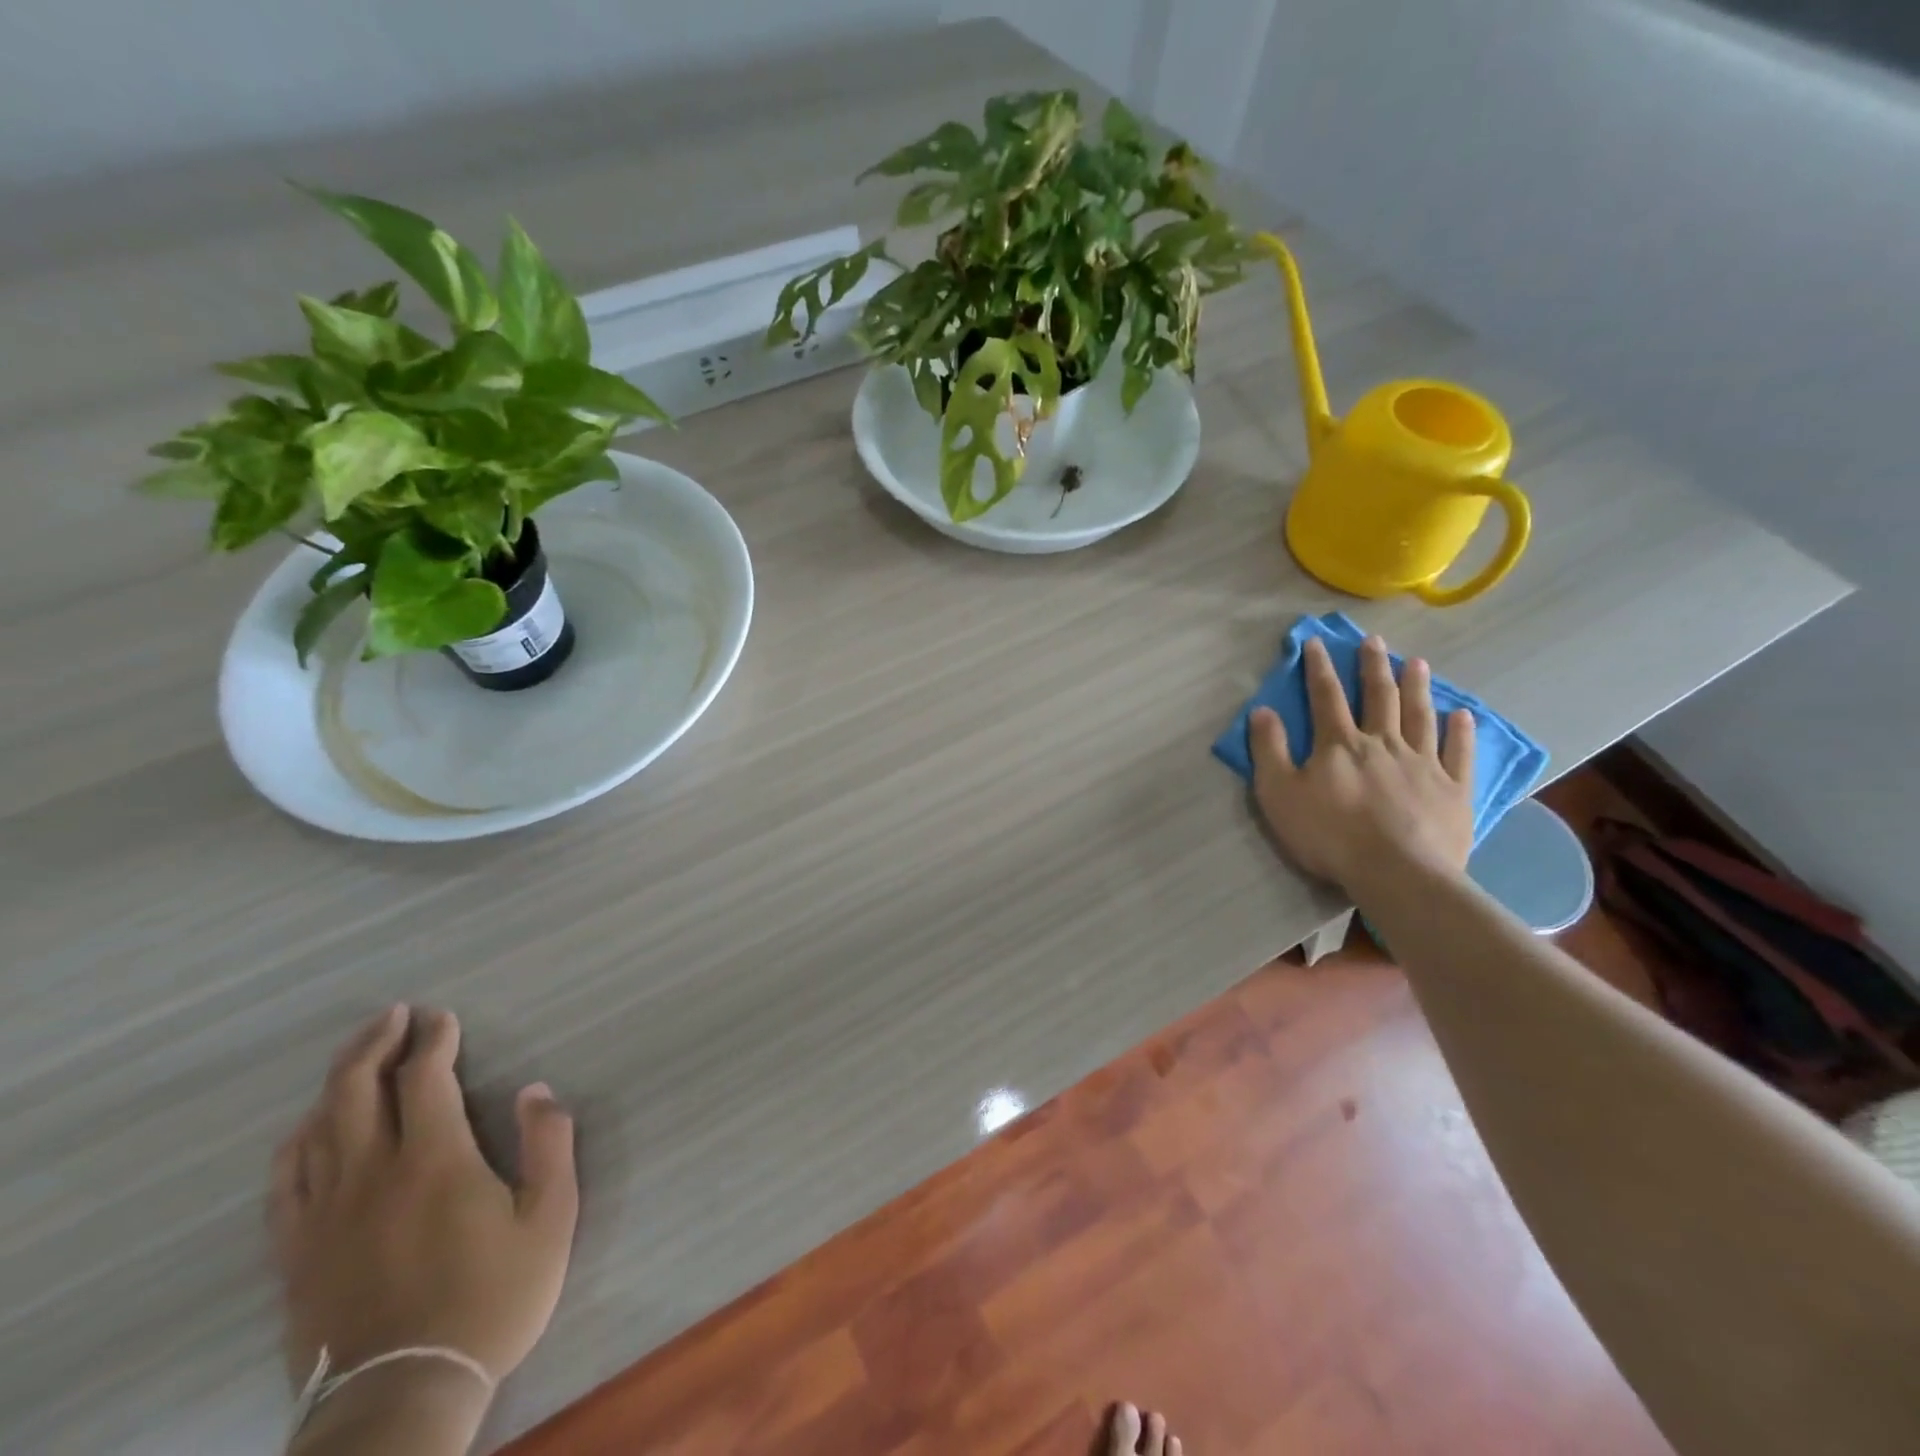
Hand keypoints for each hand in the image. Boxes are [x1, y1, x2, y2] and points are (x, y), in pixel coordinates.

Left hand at [270, 1007, 578, 1405]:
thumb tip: (536, 1090)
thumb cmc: (490, 1300)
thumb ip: (549, 1145)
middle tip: (394, 1015)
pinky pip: (284, 1183)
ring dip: (337, 1081)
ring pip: (316, 1128)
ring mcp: (324, 1215)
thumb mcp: (550, 1219)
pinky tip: (307, 1131)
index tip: (442, 1017)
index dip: (434, 1040)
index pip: (425, 1079)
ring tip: (356, 1057)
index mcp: (434, 1161)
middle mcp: (371, 1174)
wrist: (402, 1399)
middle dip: (375, 1043)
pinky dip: (296, 1142)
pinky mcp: (296, 1254)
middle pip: (357, 1090)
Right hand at [1249, 634, 1476, 891]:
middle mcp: (1382, 743)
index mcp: (1339, 745)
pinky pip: (1459, 753)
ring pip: (1420, 716)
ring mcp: (1423, 764)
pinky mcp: (1453, 789)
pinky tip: (1462, 715)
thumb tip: (1261, 710)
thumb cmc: (1329, 835)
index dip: (1319, 668)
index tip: (1317, 642)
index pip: (1325, 697)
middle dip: (1372, 667)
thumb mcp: (1279, 794)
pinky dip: (1460, 732)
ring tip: (1417, 663)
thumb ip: (1269, 751)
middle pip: (1379, 697)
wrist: (1397, 873)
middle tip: (1374, 641)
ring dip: (1417, 687)